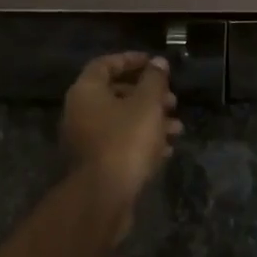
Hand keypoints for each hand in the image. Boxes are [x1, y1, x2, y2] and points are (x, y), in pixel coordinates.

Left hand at [61, 53, 181, 231]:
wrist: (103, 196)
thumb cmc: (124, 141)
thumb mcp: (146, 105)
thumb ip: (154, 80)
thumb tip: (158, 62)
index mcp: (86, 92)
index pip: (105, 64)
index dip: (131, 60)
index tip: (155, 63)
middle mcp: (79, 112)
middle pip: (116, 94)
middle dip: (148, 95)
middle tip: (172, 100)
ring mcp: (85, 140)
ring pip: (121, 121)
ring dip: (150, 120)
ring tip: (177, 128)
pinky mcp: (95, 164)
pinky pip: (120, 143)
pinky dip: (142, 142)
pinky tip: (166, 149)